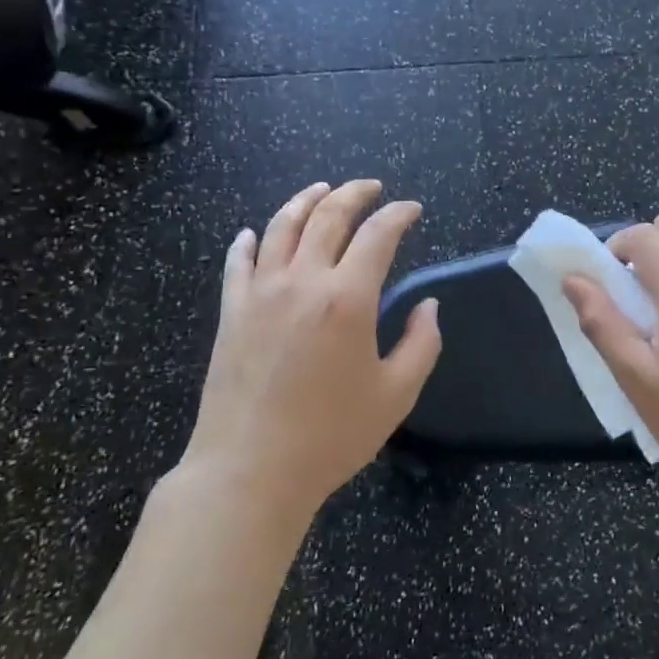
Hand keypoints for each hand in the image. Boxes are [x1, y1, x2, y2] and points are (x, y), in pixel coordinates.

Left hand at [184, 180, 440, 518]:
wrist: (249, 470)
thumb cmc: (331, 436)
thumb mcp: (396, 395)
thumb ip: (421, 343)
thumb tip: (428, 306)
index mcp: (348, 298)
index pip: (378, 234)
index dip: (399, 214)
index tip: (413, 209)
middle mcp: (302, 281)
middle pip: (328, 215)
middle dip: (355, 193)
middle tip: (372, 188)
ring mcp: (260, 292)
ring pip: (281, 226)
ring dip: (305, 200)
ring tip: (322, 190)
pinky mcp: (230, 311)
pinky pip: (238, 261)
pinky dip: (248, 240)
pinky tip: (253, 233)